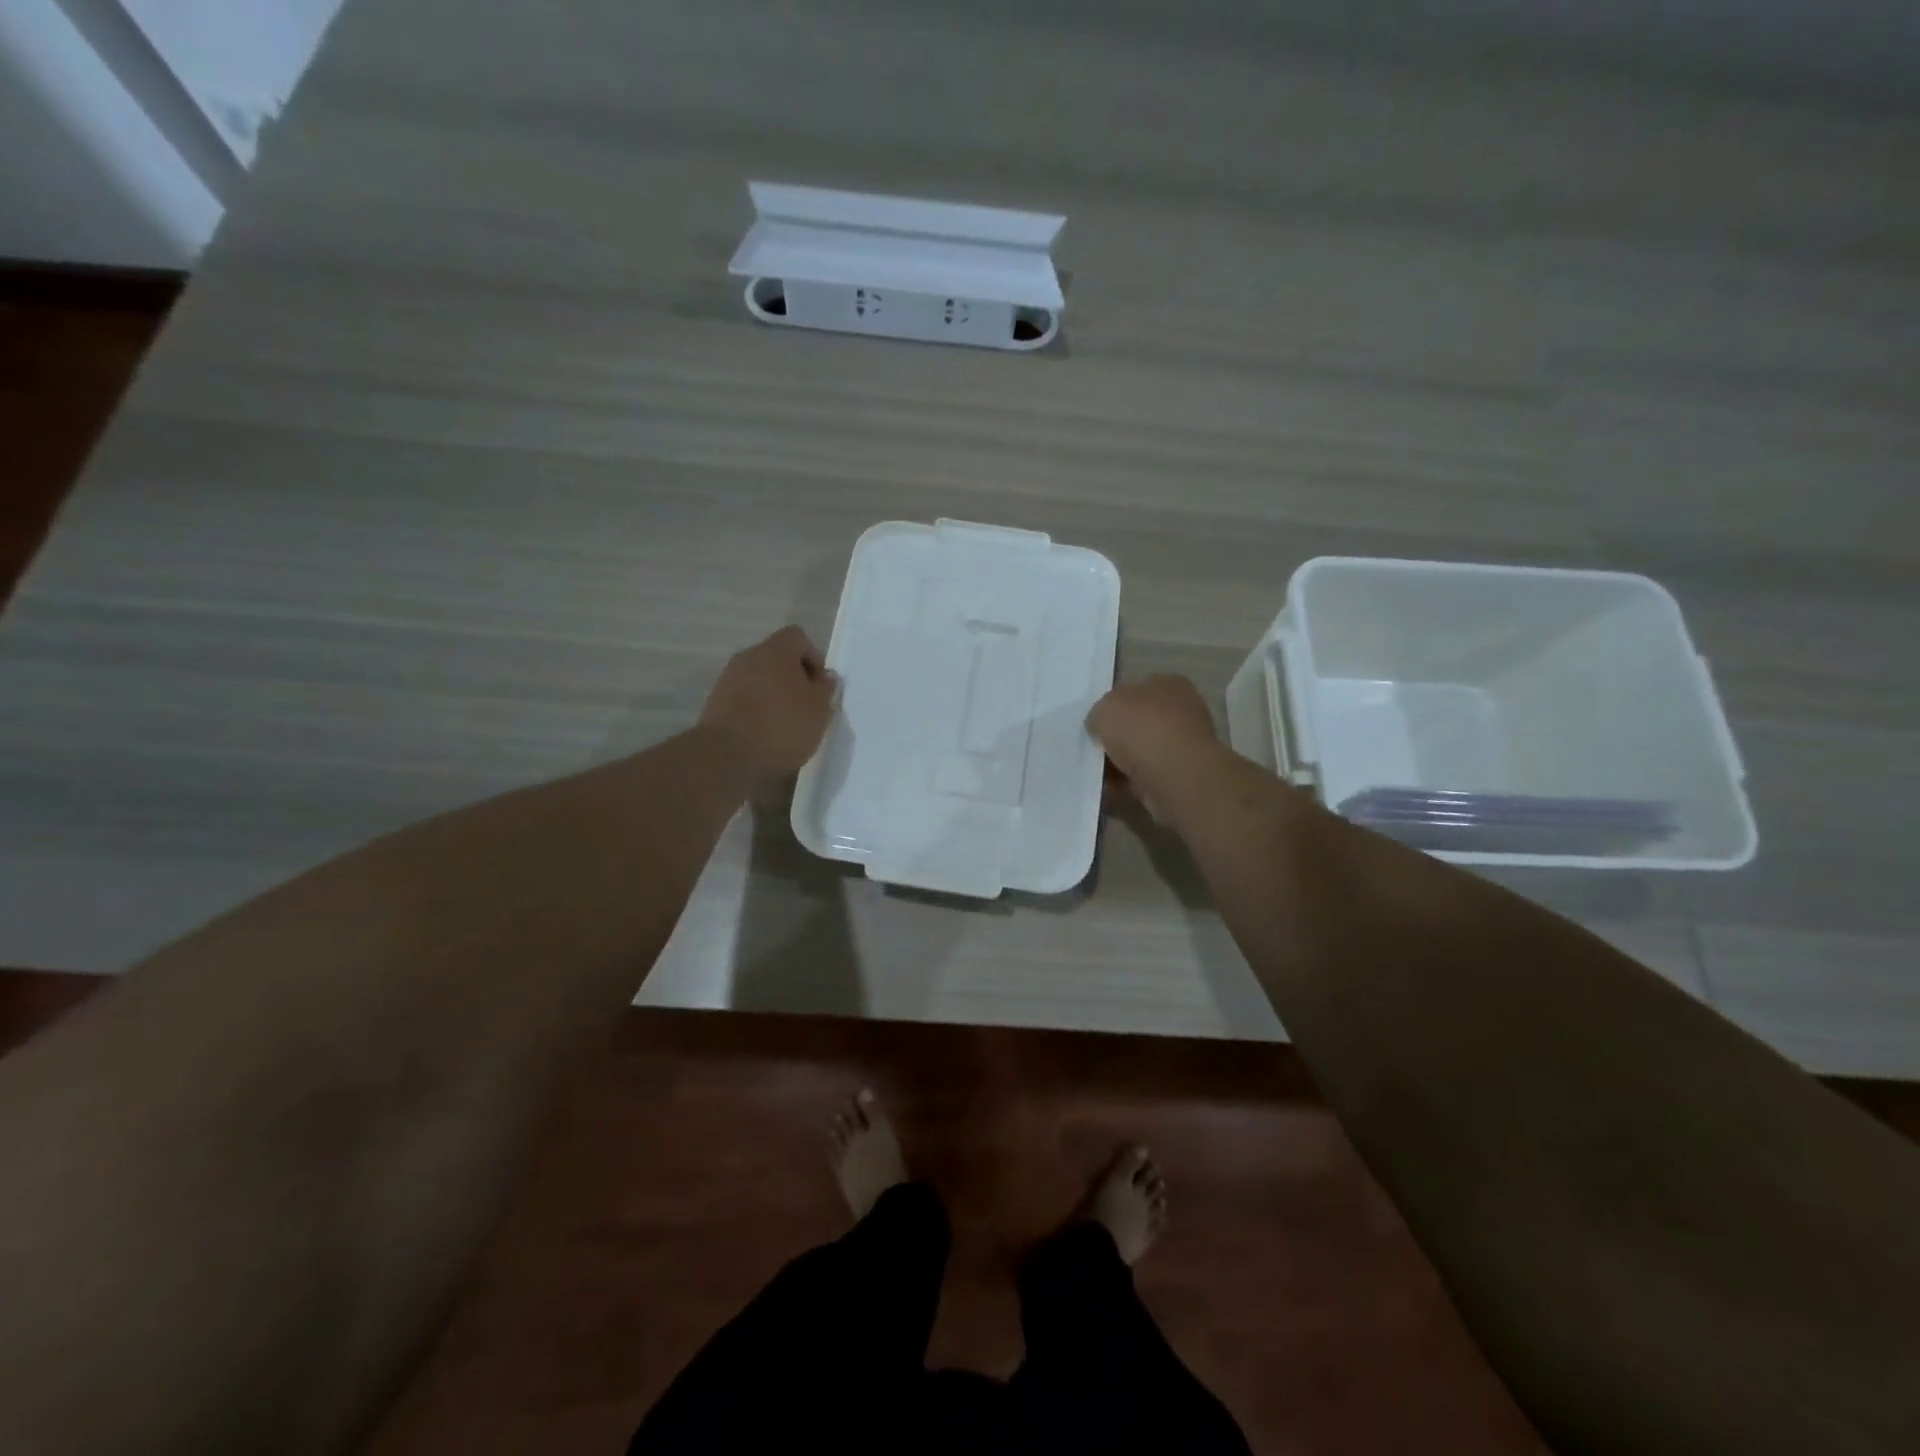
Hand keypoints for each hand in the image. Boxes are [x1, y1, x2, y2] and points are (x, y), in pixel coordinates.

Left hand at [700, 626, 837, 783]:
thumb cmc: (782, 726)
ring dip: (773, 694)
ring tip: (785, 724)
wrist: (726, 756)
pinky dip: (755, 709)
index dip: (813, 658)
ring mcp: (728, 679)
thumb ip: (826, 689)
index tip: (819, 686)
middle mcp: (748, 657)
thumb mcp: (819, 710)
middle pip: (776, 657)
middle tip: (806, 707)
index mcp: (776, 651)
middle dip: (793, 678)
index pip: (798, 637)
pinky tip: (764, 734)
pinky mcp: (714, 702)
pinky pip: (743, 697)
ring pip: (758, 678)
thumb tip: (825, 676)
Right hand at [1086, 675, 1221, 820]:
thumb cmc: (1141, 729)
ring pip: (1142, 751)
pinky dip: (1128, 782)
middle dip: (1118, 736)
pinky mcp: (1182, 775)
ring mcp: (1185, 745)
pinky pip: (1146, 776)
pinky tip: (1111, 788)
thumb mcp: (1105, 708)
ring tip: (1099, 772)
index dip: (1115, 705)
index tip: (1097, 722)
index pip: (1137, 689)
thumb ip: (1099, 713)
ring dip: (1121, 762)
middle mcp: (1182, 711)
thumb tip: (1100, 726)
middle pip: (1140, 722)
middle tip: (1095, 748)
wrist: (1174, 776)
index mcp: (1169, 684)